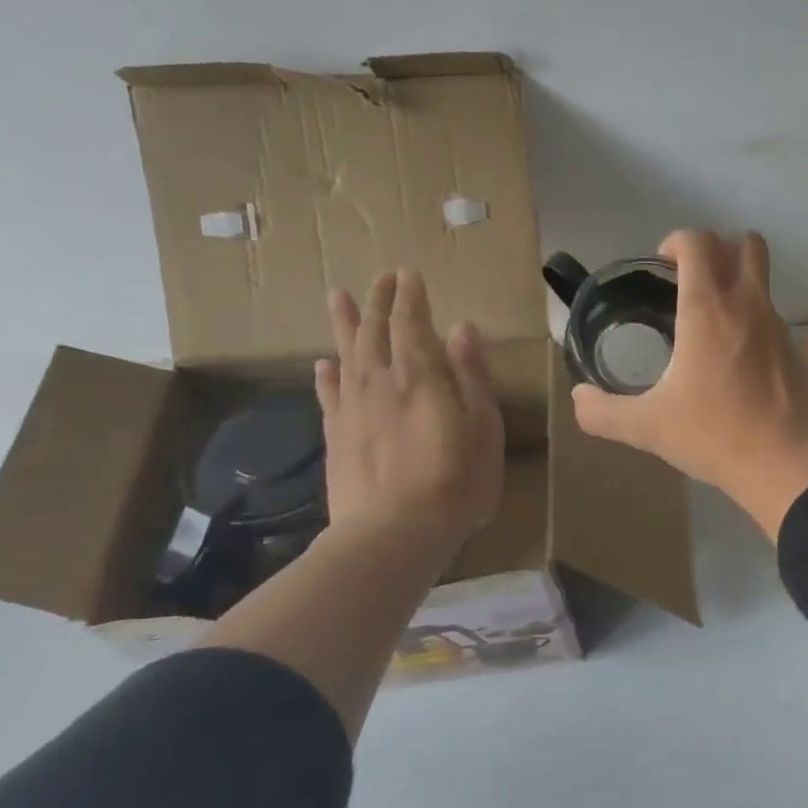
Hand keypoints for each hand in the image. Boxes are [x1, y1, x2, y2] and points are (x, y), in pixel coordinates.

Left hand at [315, 270, 504, 556]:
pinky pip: (329, 394)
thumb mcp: (483, 425)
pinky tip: (324, 364)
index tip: (409, 274)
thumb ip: (471, 375)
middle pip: (375, 331)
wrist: (394, 532)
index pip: (411, 323)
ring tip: (340, 297)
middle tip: (381, 277)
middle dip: (379, 301)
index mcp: (420, 376)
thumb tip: (463, 328)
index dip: (410, 297)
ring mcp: (353, 409)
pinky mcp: (337, 436)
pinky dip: (327, 374)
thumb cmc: (457, 479)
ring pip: (346, 354)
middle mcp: (380, 382)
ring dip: (345, 324)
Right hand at [570, 230, 807, 537]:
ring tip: (709, 316)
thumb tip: (579, 398)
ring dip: (736, 277)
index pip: (698, 242)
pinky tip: (734, 355)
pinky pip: (771, 312)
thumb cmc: (713, 435)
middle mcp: (748, 304)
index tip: (660, 266)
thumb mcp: (647, 427)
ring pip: (762, 274)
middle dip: (714, 248)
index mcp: (708, 309)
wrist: (784, 463)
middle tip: (688, 280)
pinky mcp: (794, 348)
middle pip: (743, 242)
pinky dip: (751, 314)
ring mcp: (777, 324)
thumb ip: (603, 412)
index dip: (675, 242)